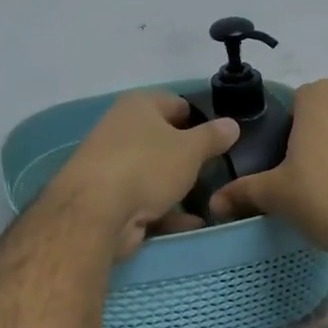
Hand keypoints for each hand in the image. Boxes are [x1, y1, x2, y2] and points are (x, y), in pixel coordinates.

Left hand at [51, 93, 240, 260]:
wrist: (95, 212)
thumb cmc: (147, 166)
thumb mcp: (190, 150)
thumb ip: (213, 137)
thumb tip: (232, 123)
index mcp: (138, 105)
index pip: (176, 103)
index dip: (200, 119)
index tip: (221, 140)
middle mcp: (121, 129)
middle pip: (163, 139)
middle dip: (188, 156)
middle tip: (217, 171)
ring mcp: (112, 165)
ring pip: (154, 172)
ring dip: (178, 187)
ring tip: (210, 200)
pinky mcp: (109, 198)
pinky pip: (145, 201)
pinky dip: (167, 211)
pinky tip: (193, 224)